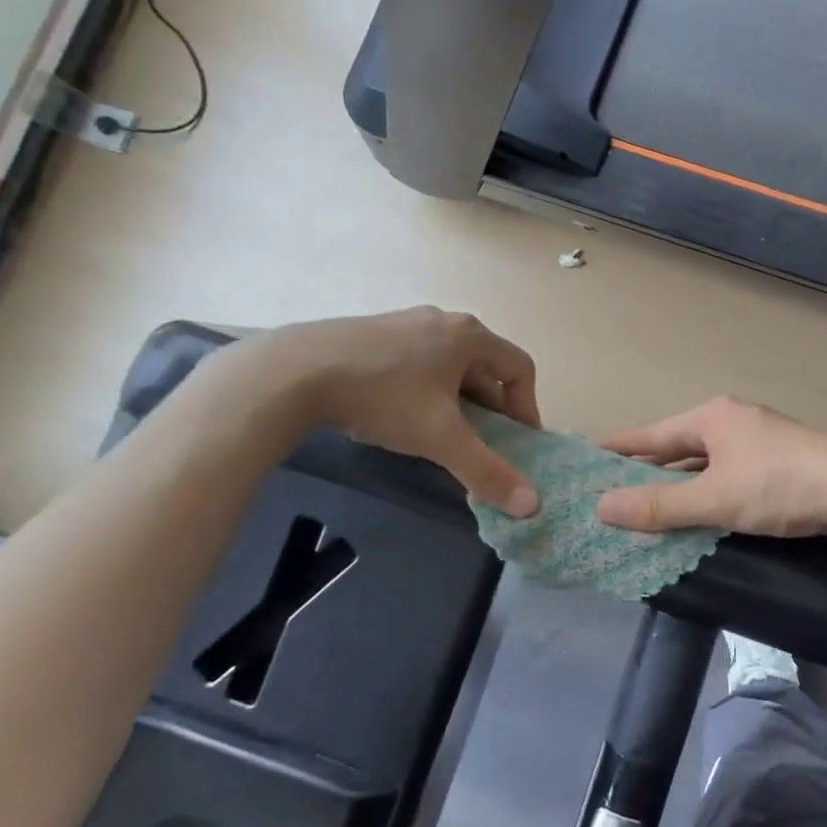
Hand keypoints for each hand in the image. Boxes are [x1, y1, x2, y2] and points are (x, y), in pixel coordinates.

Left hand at [234, 309, 541, 515]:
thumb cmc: (383, 397)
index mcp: (470, 336)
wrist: (293, 372)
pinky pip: (416, 360)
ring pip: (448, 364)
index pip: (520, 367)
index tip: (516, 440)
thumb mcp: (441, 439)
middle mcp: (443, 320)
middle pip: (485, 365)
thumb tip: (533, 506)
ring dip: (456, 398)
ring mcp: (404, 322)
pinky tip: (398, 413)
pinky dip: (424, 388)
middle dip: (489, 406)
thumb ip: (487, 471)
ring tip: (438, 431)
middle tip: (479, 441)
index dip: (526, 406)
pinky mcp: (372, 331)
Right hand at [595, 398, 826, 537]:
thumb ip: (659, 506)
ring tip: (646, 504)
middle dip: (647, 468)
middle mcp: (732, 421)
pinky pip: (727, 473)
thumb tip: (601, 507)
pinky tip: (699, 510)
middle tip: (609, 489)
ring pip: (705, 462)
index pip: (651, 433)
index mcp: (712, 417)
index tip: (587, 454)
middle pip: (677, 445)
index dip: (619, 447)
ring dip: (678, 482)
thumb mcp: (714, 498)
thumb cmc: (780, 485)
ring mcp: (758, 440)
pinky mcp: (778, 462)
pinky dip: (707, 490)